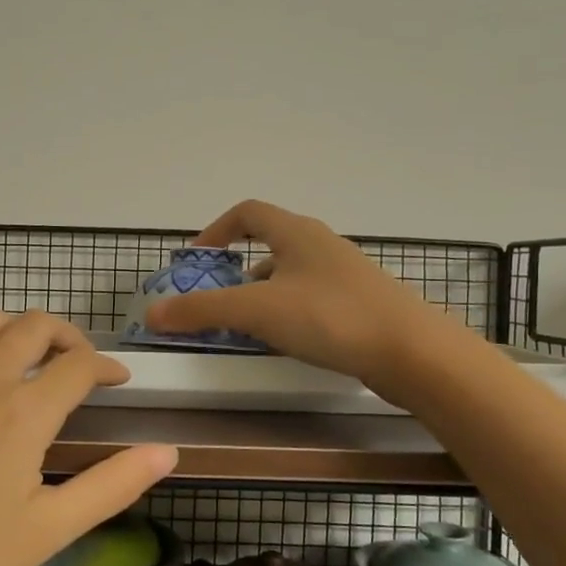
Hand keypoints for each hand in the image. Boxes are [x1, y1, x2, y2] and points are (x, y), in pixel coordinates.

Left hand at [0, 310, 178, 565]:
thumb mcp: (45, 533)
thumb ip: (111, 486)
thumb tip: (167, 450)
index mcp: (23, 410)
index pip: (79, 363)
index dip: (106, 365)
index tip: (118, 380)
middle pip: (34, 325)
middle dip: (66, 336)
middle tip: (76, 365)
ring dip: (16, 332)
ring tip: (24, 365)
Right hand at [144, 200, 445, 389]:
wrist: (413, 352)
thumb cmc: (330, 317)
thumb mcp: (256, 311)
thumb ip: (202, 310)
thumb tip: (152, 312)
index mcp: (296, 232)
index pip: (247, 212)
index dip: (216, 230)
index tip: (196, 260)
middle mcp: (321, 245)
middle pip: (269, 244)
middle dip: (236, 270)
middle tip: (216, 300)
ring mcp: (345, 275)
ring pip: (290, 275)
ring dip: (262, 294)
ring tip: (246, 327)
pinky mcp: (361, 304)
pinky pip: (311, 299)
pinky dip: (288, 312)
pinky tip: (286, 343)